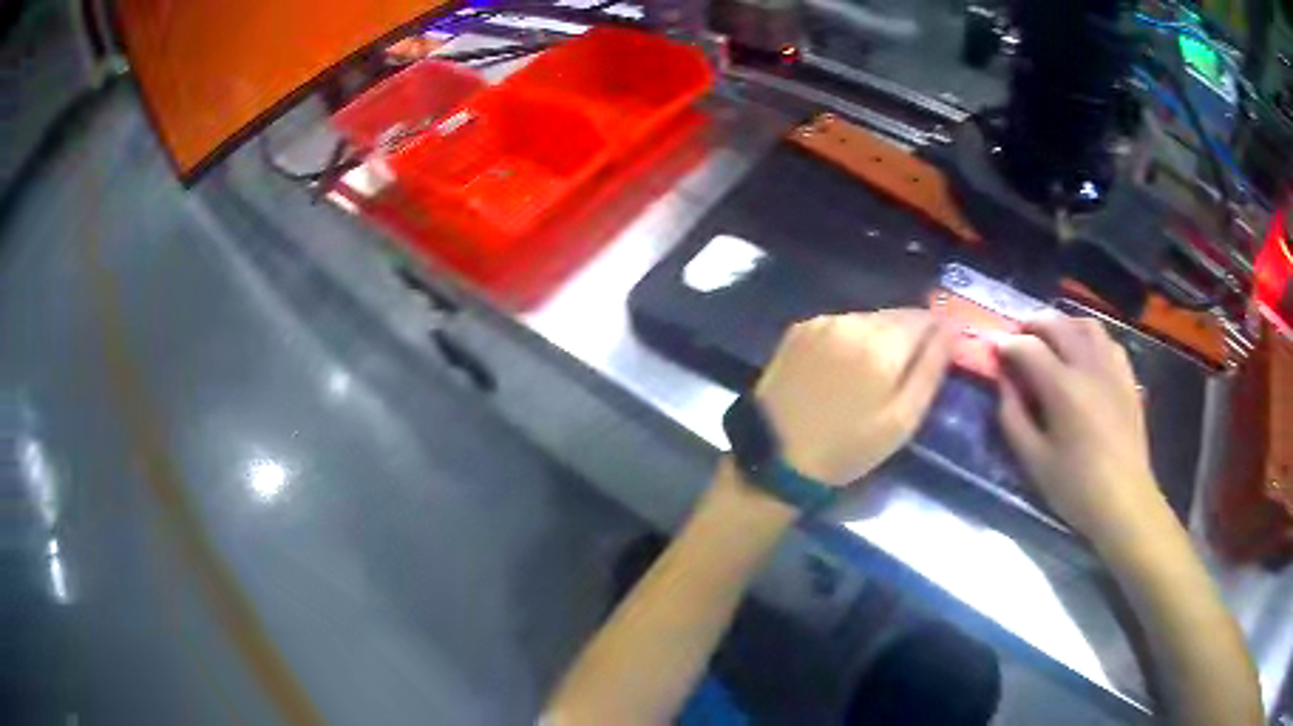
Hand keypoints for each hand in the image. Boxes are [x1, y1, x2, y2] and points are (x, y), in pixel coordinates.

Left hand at [754, 310, 952, 486]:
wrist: (776, 455)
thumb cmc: (848, 447)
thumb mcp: (902, 420)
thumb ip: (930, 370)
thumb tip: (950, 330)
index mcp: (882, 344)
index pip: (924, 318)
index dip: (934, 335)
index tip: (934, 357)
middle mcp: (853, 321)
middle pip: (895, 315)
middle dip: (906, 336)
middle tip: (901, 373)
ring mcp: (822, 322)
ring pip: (867, 318)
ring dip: (878, 337)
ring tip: (870, 375)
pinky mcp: (799, 330)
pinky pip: (839, 324)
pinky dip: (849, 339)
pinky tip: (841, 369)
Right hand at [997, 315, 1165, 546]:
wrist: (1125, 502)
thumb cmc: (1076, 488)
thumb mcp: (1034, 461)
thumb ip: (1013, 416)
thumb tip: (1004, 381)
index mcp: (1063, 388)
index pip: (1028, 347)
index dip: (1006, 343)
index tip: (993, 346)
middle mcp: (1089, 366)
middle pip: (1057, 324)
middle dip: (1032, 324)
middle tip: (1018, 337)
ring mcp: (1113, 368)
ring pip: (1086, 325)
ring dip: (1063, 324)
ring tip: (1051, 339)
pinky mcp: (1128, 378)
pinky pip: (1108, 341)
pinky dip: (1089, 338)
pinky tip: (1084, 355)